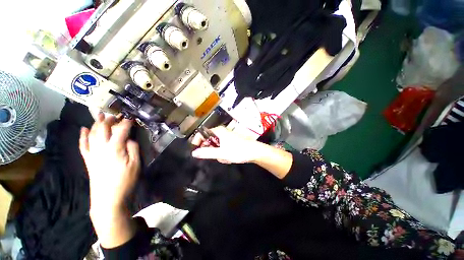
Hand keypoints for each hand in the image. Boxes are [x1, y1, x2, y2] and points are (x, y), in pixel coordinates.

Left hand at [79, 113, 139, 214]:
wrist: (107, 198)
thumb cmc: (125, 181)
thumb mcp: (135, 164)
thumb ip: (133, 148)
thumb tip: (129, 139)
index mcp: (115, 148)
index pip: (121, 130)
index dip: (126, 122)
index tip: (131, 117)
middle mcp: (101, 147)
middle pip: (103, 128)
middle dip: (110, 120)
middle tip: (116, 115)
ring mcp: (92, 153)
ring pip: (92, 134)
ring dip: (96, 123)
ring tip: (100, 116)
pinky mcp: (88, 160)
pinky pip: (83, 145)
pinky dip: (82, 136)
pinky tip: (83, 129)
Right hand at [191, 126, 262, 163]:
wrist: (254, 151)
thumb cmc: (238, 151)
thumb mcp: (221, 153)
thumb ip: (207, 153)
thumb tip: (194, 153)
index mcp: (218, 131)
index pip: (202, 134)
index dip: (197, 141)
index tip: (196, 151)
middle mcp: (221, 131)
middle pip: (208, 139)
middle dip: (210, 150)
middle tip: (215, 156)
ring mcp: (226, 136)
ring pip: (215, 145)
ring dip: (217, 152)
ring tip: (224, 157)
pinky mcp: (230, 140)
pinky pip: (221, 146)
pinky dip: (222, 152)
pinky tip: (228, 157)